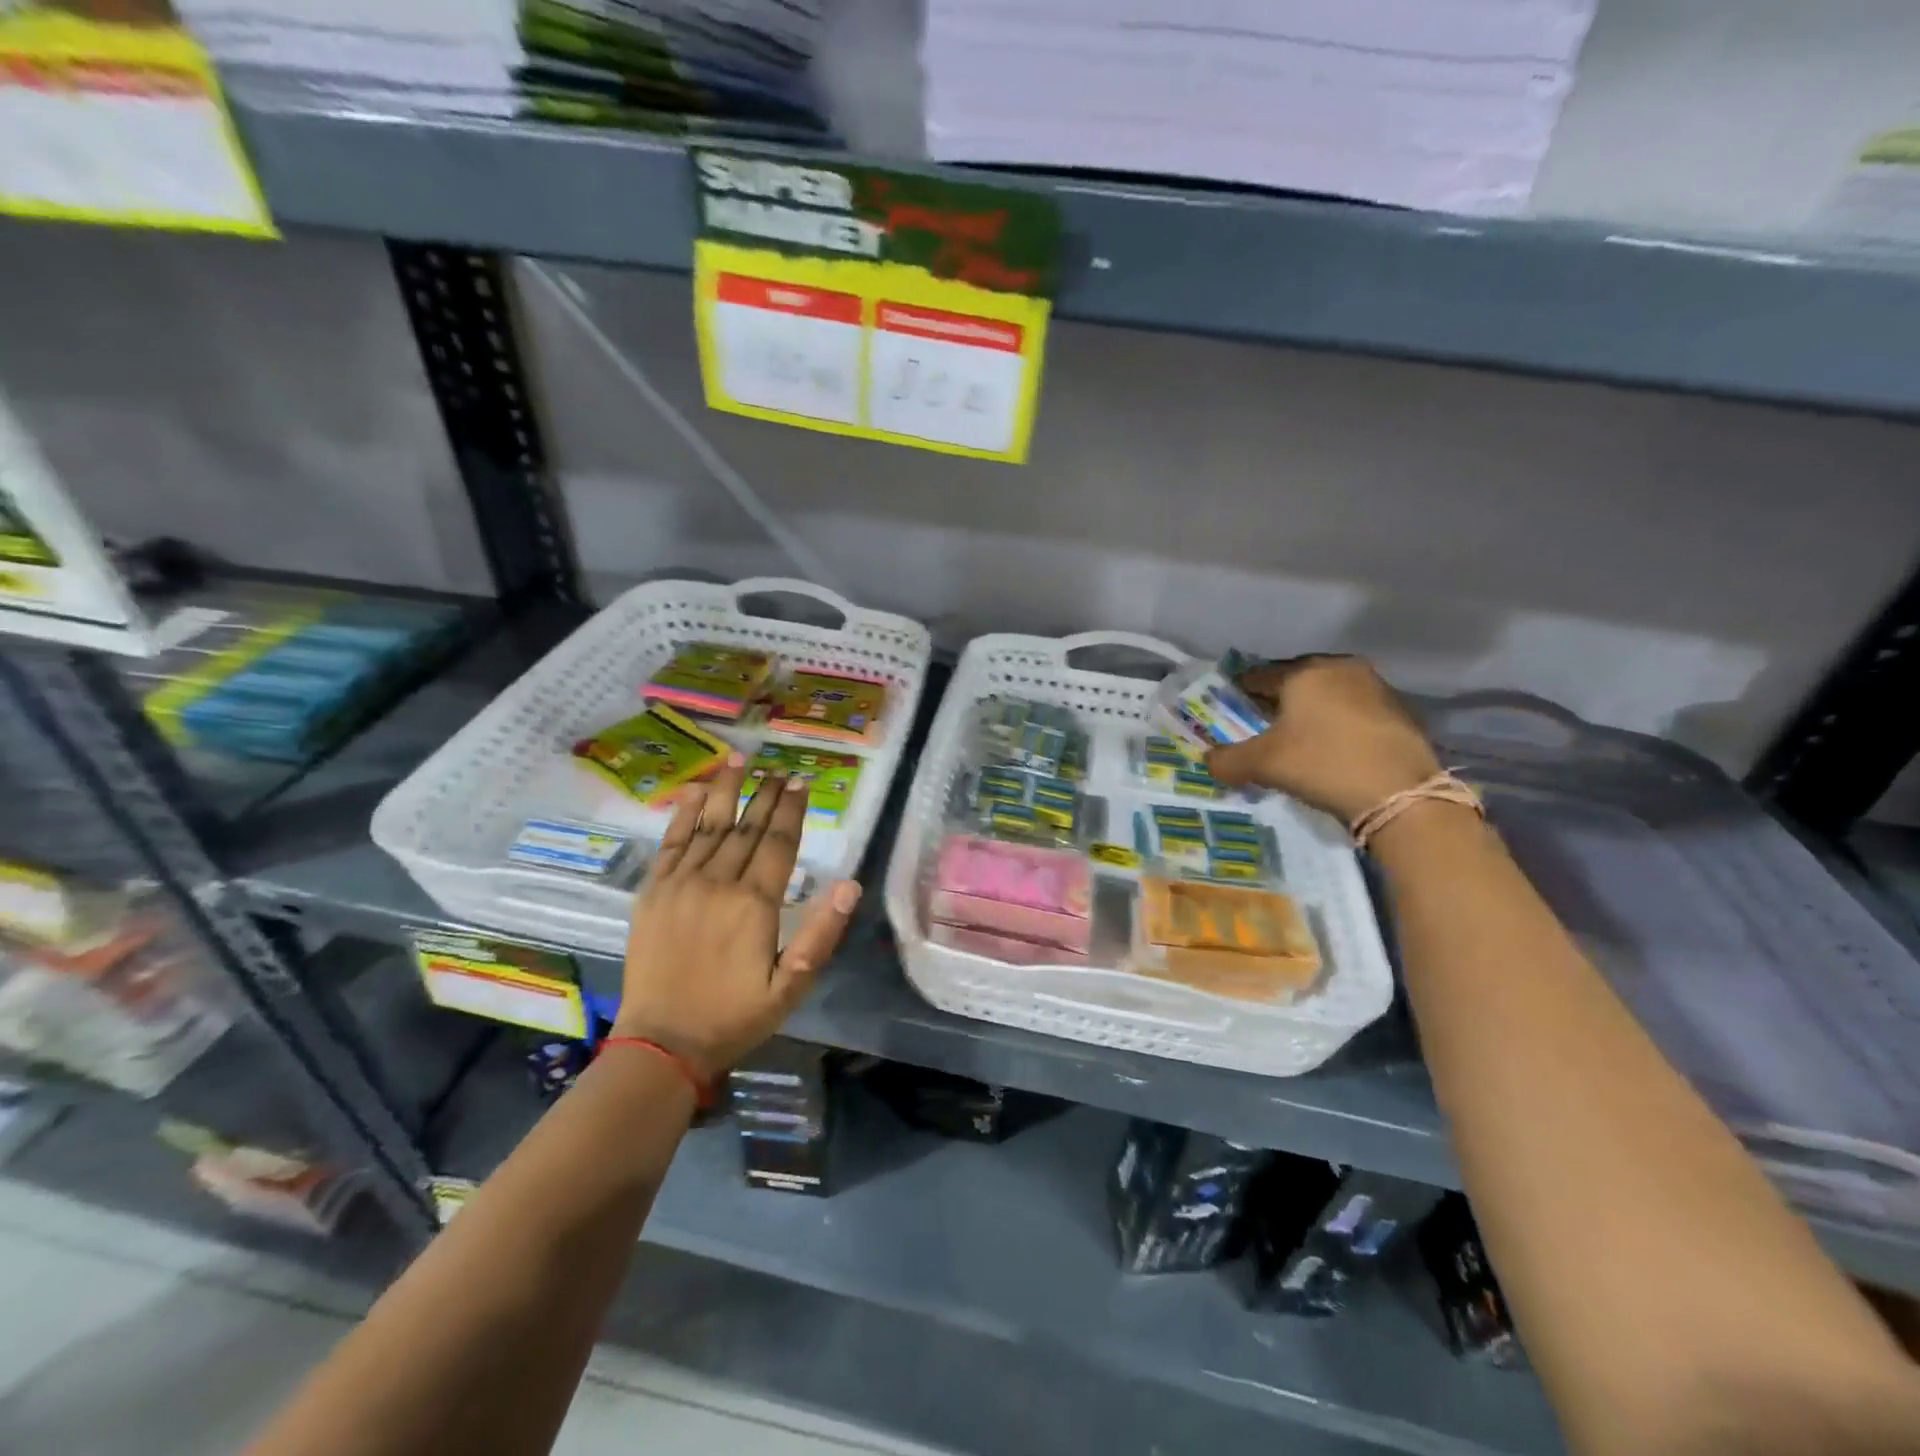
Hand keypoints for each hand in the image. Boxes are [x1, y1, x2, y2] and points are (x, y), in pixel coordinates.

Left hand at [613, 753, 860, 1082]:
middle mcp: (718, 883)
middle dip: (766, 795)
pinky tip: (694, 791)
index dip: (792, 810)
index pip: (778, 843)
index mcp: (754, 904)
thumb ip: (821, 934)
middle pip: (747, 827)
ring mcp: (681, 884)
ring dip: (725, 790)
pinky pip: (671, 843)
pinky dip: (683, 814)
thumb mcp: (792, 985)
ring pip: (709, 826)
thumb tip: (850, 886)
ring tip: (738, 760)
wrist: (663, 1043)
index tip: (801, 782)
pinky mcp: (653, 892)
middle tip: (779, 770)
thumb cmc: (735, 1015)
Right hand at [1206, 655, 1442, 824]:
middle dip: (1278, 699)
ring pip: (1329, 693)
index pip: (1261, 675)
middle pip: (1297, 680)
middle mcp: (1341, 668)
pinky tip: (1332, 747)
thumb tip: (1208, 760)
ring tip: (1297, 736)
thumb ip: (1227, 760)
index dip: (1241, 691)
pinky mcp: (1400, 712)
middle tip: (1262, 722)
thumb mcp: (1262, 764)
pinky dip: (1338, 723)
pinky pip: (1354, 710)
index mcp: (1305, 672)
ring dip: (1311, 710)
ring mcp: (1376, 688)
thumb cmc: (1322, 764)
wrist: (1400, 794)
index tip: (1230, 707)